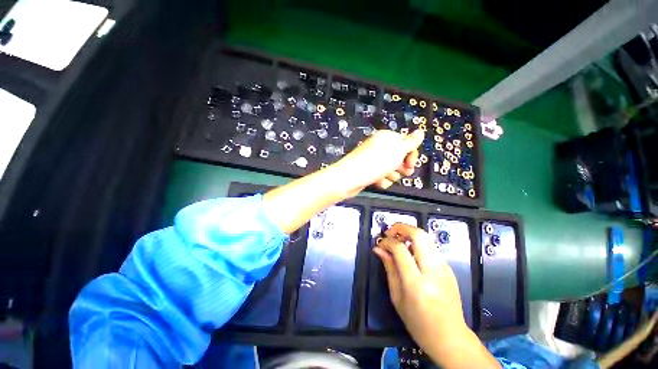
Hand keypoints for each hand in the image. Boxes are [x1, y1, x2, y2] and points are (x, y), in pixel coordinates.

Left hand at [336, 129, 423, 193]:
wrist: (349, 178)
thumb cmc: (374, 163)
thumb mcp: (397, 151)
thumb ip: (410, 142)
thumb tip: (420, 131)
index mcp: (386, 138)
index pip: (406, 143)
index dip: (411, 154)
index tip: (411, 164)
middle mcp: (379, 147)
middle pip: (399, 158)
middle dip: (401, 167)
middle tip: (400, 171)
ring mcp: (373, 160)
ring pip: (391, 169)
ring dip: (391, 175)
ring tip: (384, 176)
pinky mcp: (369, 172)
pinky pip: (381, 177)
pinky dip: (381, 181)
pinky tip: (376, 182)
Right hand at [373, 223, 500, 368]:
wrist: (450, 338)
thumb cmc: (418, 323)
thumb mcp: (397, 297)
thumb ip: (389, 268)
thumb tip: (378, 248)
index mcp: (416, 284)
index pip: (400, 249)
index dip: (388, 241)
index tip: (380, 243)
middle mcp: (433, 271)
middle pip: (419, 235)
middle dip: (401, 227)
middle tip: (390, 233)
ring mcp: (444, 268)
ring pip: (426, 237)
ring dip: (410, 233)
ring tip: (398, 241)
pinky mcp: (449, 268)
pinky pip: (431, 247)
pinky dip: (418, 243)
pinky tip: (410, 252)